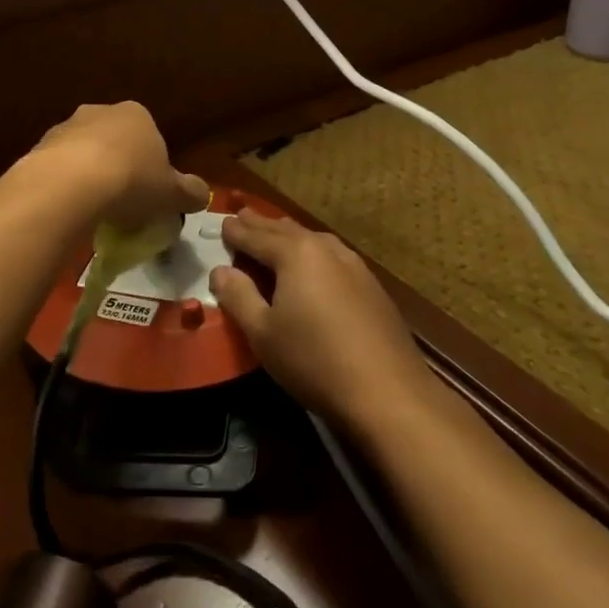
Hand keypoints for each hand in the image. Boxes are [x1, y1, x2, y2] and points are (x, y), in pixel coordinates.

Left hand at [19, 102, 209, 230]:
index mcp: (136, 114)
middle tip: (123, 203)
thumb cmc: (131, 182)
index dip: (152, 167)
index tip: (150, 194)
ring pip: (82, 154)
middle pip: (114, 142)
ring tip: (94, 211)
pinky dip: (64, 187)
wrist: (69, 185)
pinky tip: (69, 210)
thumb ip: (191, 192)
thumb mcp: (173, 194)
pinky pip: (57, 170)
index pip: (150, 137)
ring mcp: (64, 128)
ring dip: (88, 176)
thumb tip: (201, 195)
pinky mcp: (37, 148)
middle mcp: (99, 112)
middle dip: (118, 167)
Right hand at [210, 211, 433, 430]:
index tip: (222, 222)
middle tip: (243, 215)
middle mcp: (326, 249)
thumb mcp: (263, 333)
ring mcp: (355, 266)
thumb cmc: (314, 360)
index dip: (237, 231)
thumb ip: (238, 296)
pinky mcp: (372, 287)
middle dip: (262, 225)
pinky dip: (314, 252)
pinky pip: (333, 256)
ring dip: (290, 236)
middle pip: (287, 231)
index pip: (257, 236)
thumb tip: (220, 270)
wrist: (388, 392)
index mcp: (296, 254)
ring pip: (314, 240)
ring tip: (276, 233)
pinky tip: (316, 264)